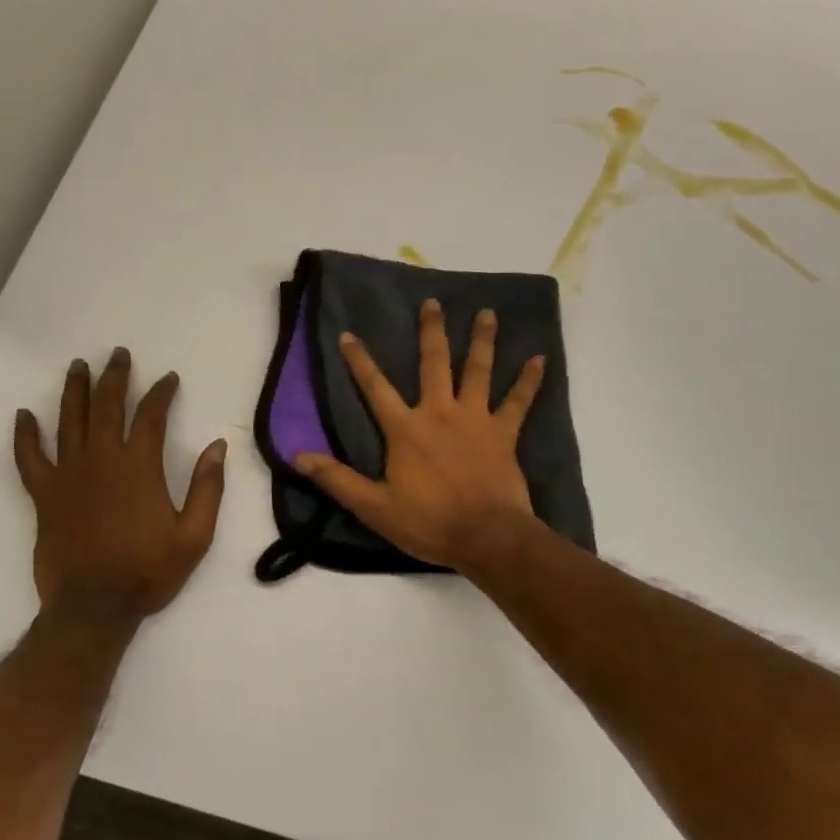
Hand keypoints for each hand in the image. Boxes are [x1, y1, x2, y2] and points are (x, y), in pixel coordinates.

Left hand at [14, 349, 226, 624]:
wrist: (93, 608)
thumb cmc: (147, 572)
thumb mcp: (195, 536)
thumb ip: (208, 488)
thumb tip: (217, 445)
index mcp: (139, 466)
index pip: (151, 415)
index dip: (161, 392)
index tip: (168, 379)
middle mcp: (102, 460)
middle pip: (107, 406)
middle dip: (115, 377)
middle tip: (118, 354)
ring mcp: (68, 475)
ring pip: (69, 421)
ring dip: (75, 390)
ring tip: (78, 366)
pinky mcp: (44, 495)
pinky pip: (29, 458)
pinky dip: (25, 435)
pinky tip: (23, 415)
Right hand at [294, 300, 544, 571]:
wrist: (486, 537)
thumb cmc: (429, 522)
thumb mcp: (374, 506)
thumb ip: (337, 479)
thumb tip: (298, 456)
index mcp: (405, 429)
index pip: (375, 387)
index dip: (359, 361)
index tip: (348, 334)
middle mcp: (440, 412)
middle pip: (434, 363)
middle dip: (431, 331)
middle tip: (432, 302)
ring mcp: (475, 419)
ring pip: (478, 371)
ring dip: (482, 341)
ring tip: (488, 313)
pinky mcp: (503, 433)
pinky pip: (519, 401)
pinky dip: (530, 381)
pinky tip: (541, 359)